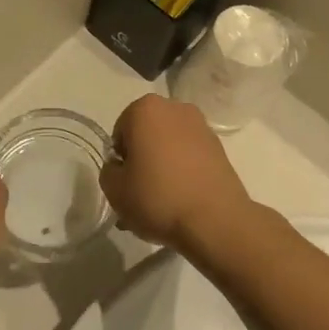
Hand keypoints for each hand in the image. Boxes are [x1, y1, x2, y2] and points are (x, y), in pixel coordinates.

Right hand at [101, 95, 253, 247]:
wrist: (215, 220)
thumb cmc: (157, 197)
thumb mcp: (114, 189)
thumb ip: (109, 171)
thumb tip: (121, 167)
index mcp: (145, 109)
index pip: (120, 132)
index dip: (119, 159)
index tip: (125, 182)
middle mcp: (175, 109)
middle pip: (147, 136)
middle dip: (142, 161)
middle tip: (140, 195)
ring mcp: (201, 127)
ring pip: (169, 147)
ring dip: (162, 168)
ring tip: (161, 204)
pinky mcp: (219, 148)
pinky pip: (190, 158)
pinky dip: (183, 173)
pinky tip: (181, 201)